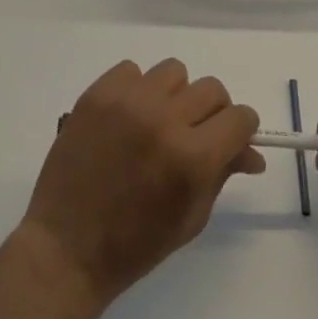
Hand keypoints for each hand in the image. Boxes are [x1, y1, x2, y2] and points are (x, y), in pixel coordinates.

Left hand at [21, 59, 263, 306]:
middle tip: (194, 135)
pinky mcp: (99, 92)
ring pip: (174, 72)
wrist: (66, 248)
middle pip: (212, 89)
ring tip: (156, 124)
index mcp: (192, 158)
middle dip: (212, 112)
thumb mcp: (190, 218)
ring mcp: (129, 100)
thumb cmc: (134, 245)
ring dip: (174, 96)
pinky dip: (137, 89)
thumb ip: (222, 174)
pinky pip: (133, 70)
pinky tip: (127, 119)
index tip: (232, 139)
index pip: (239, 117)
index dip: (241, 129)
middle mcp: (165, 119)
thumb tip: (251, 152)